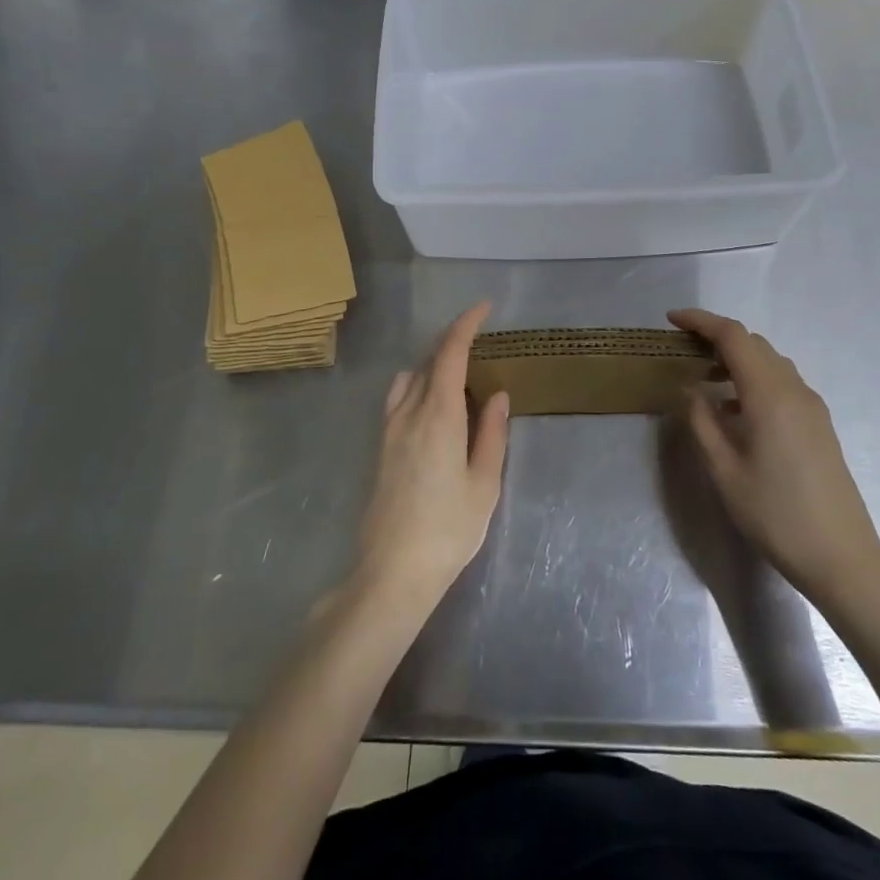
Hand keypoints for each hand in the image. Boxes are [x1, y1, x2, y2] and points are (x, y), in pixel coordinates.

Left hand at [354, 302, 509, 616]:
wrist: (392, 572)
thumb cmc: (448, 529)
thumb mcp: (484, 484)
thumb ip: (492, 434)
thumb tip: (498, 395)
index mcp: (438, 416)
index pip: (449, 353)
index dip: (466, 324)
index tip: (484, 307)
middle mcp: (409, 413)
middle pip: (429, 360)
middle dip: (454, 341)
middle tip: (482, 342)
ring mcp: (390, 429)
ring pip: (411, 377)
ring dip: (434, 363)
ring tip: (461, 375)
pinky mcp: (381, 446)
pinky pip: (399, 397)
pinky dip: (419, 384)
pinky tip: (433, 406)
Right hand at [669, 308, 879, 602]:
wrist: (841, 557)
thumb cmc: (775, 514)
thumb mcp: (724, 471)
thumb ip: (702, 422)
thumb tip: (690, 388)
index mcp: (769, 394)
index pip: (733, 336)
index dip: (700, 321)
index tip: (671, 320)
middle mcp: (794, 389)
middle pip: (753, 344)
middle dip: (717, 338)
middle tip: (682, 350)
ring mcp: (811, 406)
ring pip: (770, 362)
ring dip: (737, 359)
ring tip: (704, 379)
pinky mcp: (819, 424)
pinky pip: (782, 383)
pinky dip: (754, 380)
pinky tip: (735, 410)